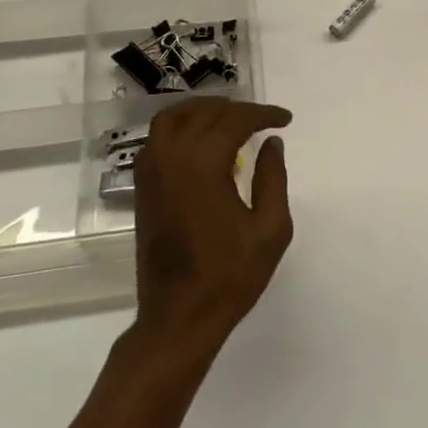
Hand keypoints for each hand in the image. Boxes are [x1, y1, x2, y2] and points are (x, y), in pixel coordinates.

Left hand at [131, 98, 294, 353]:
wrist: (179, 317)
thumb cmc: (230, 276)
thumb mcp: (270, 229)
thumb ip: (273, 178)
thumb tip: (272, 143)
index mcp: (203, 165)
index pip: (235, 120)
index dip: (263, 114)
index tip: (284, 119)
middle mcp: (172, 158)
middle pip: (205, 113)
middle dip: (237, 110)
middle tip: (263, 120)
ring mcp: (151, 172)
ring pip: (173, 117)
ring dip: (203, 110)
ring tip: (230, 119)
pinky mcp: (142, 187)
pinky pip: (157, 138)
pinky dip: (180, 126)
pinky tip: (200, 140)